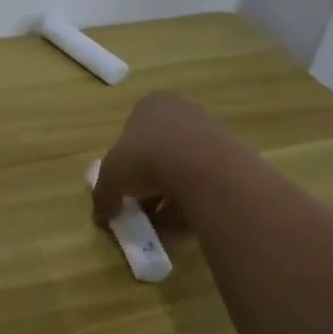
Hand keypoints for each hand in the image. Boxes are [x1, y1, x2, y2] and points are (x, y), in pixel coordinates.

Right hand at [91, 92, 229, 227]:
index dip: (124, 165)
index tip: (122, 190)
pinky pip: (204, 185)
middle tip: (141, 212)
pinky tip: (184, 226)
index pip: (131, 134)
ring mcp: (209, 134)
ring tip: (162, 227)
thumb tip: (101, 215)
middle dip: (148, 186)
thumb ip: (103, 196)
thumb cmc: (146, 159)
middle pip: (157, 154)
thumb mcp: (110, 179)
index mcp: (150, 106)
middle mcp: (181, 113)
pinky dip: (192, 206)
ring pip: (182, 172)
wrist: (204, 170)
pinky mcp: (231, 160)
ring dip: (170, 200)